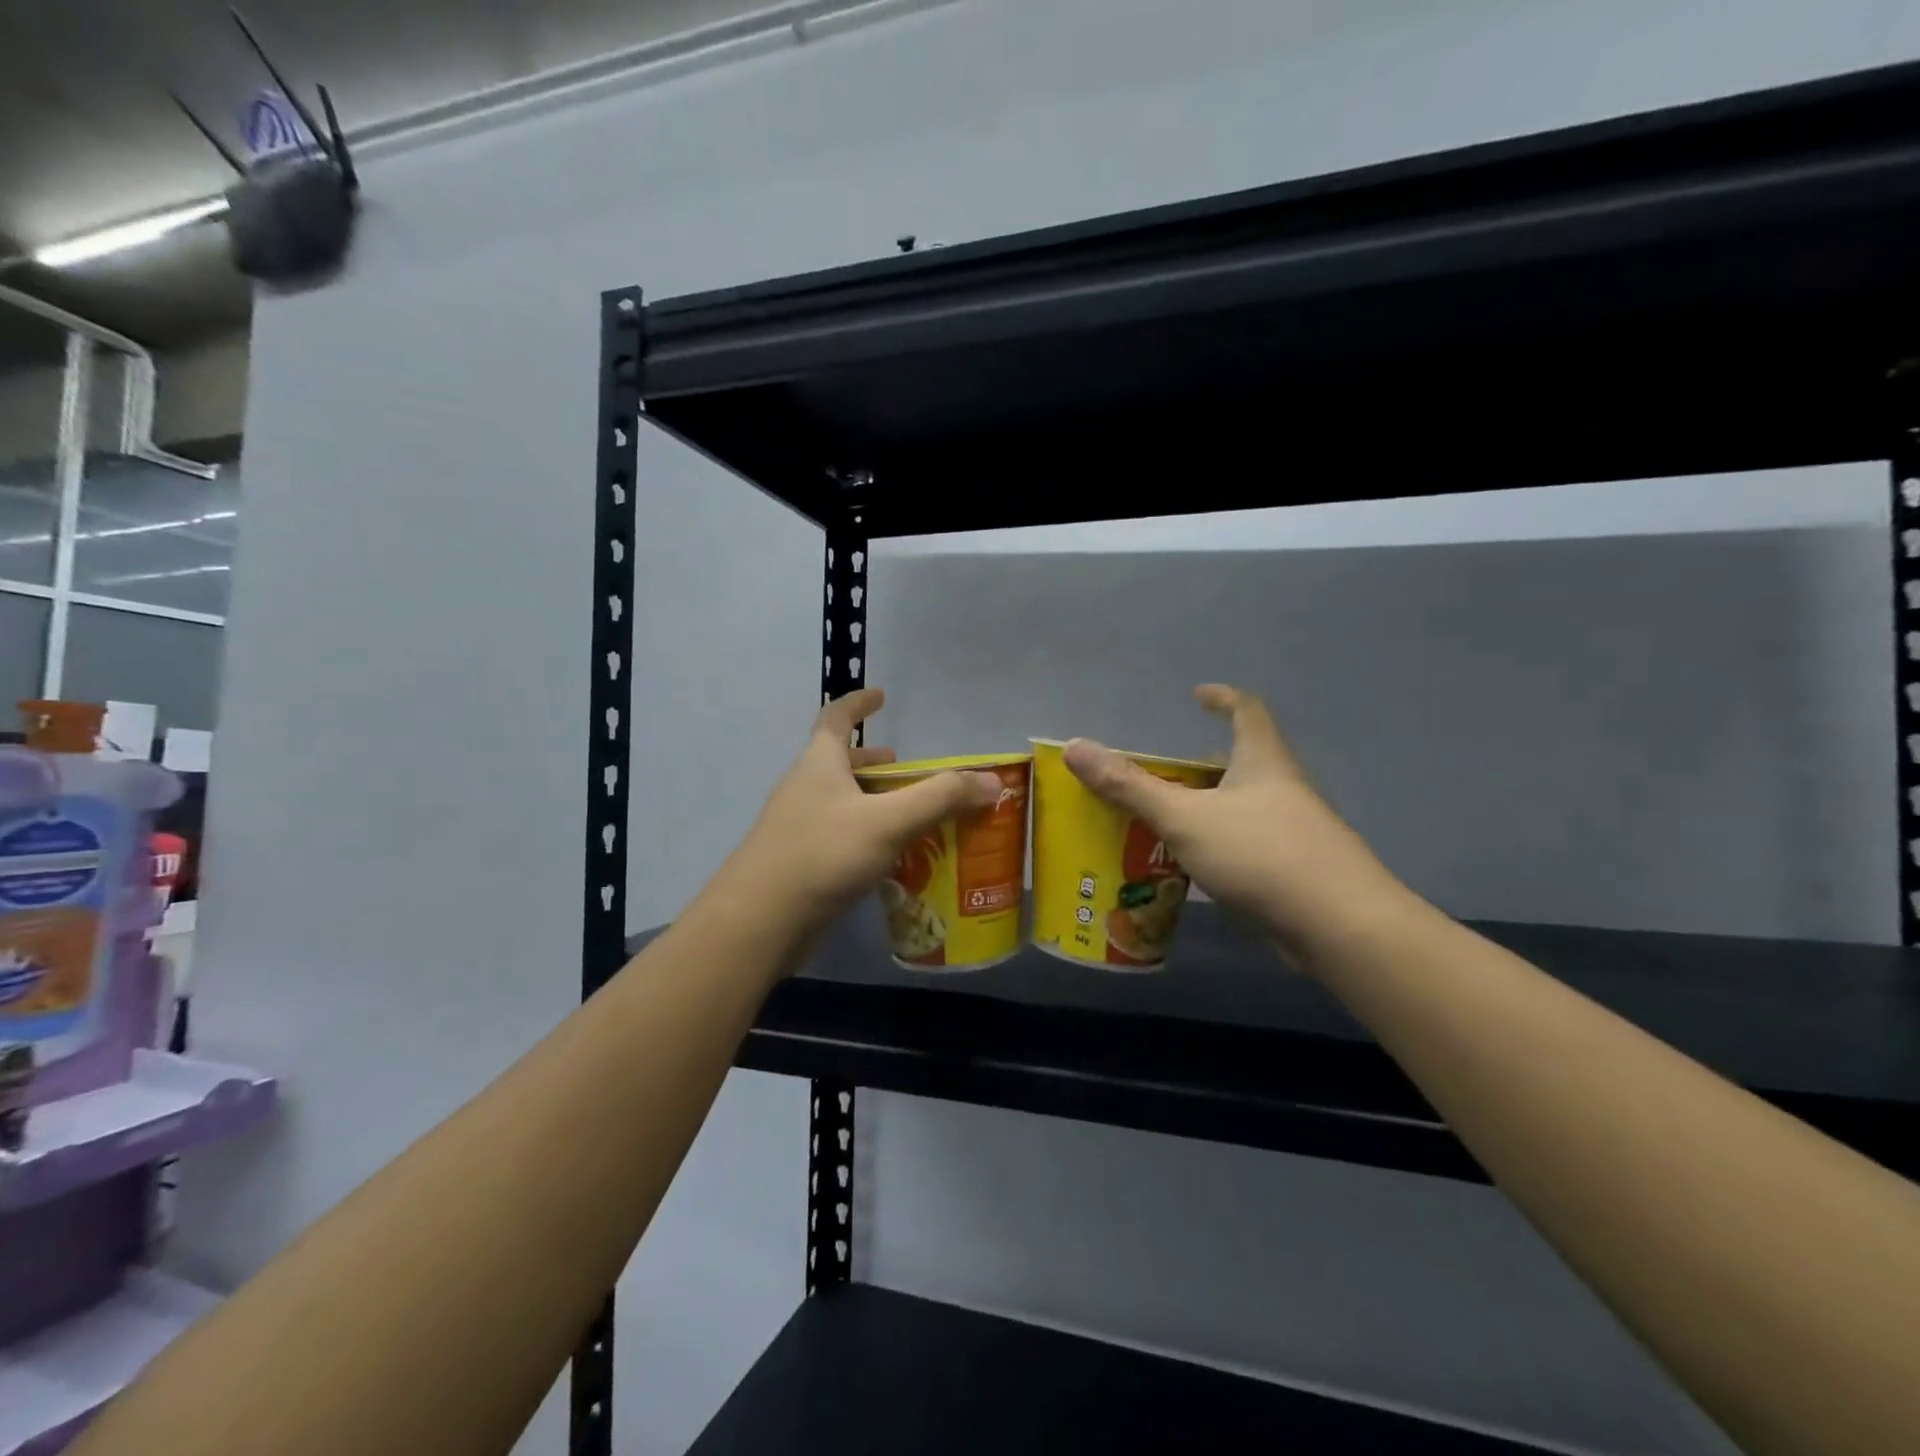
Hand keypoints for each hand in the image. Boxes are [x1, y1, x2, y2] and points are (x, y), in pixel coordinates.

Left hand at [715, 688, 999, 946]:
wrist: (761, 919)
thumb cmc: (824, 853)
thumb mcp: (889, 820)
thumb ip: (941, 798)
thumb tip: (991, 781)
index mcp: (819, 763)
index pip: (835, 717)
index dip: (857, 703)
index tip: (880, 696)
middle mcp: (805, 787)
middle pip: (838, 761)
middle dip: (872, 760)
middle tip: (905, 768)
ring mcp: (797, 826)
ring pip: (839, 801)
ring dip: (871, 800)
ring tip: (906, 812)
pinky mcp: (800, 862)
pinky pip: (838, 835)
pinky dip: (865, 834)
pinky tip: (888, 857)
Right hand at [1064, 685, 1407, 962]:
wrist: (1340, 926)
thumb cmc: (1261, 855)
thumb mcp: (1185, 817)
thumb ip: (1129, 786)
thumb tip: (1075, 748)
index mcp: (1263, 763)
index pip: (1248, 712)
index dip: (1223, 699)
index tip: (1198, 696)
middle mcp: (1283, 790)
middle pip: (1242, 764)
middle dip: (1201, 765)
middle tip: (1160, 774)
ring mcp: (1294, 833)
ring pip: (1242, 809)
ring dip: (1206, 810)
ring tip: (1162, 823)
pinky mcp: (1295, 873)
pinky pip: (1246, 848)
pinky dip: (1217, 848)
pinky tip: (1191, 869)